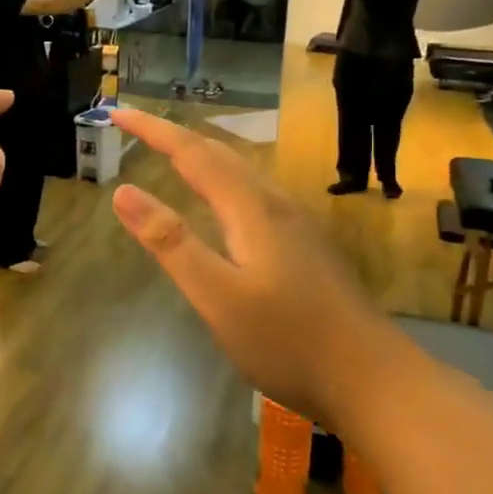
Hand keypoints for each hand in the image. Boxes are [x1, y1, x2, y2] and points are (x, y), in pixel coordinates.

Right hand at [106, 110, 401, 427]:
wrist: (375, 380)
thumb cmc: (288, 341)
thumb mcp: (217, 296)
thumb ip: (170, 243)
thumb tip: (123, 192)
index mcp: (251, 208)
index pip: (191, 152)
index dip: (152, 130)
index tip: (117, 113)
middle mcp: (276, 204)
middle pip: (219, 154)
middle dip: (174, 136)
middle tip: (136, 129)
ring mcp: (297, 225)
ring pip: (241, 172)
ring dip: (201, 155)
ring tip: (172, 155)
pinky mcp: (307, 246)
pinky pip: (253, 193)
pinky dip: (222, 180)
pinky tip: (223, 205)